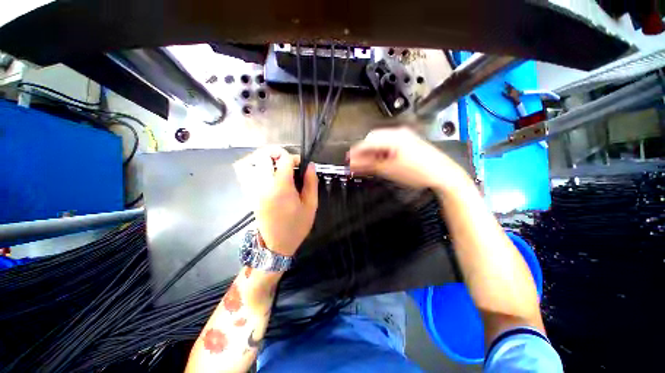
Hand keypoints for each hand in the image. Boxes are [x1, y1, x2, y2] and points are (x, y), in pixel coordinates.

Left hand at [235, 147, 317, 255]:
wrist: (276, 245)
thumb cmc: (297, 226)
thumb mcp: (311, 205)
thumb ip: (311, 183)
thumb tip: (310, 165)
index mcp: (281, 188)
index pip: (284, 160)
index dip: (294, 158)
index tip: (301, 165)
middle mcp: (263, 185)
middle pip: (263, 156)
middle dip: (277, 153)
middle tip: (287, 161)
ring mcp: (253, 189)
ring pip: (248, 162)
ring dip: (262, 158)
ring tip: (274, 163)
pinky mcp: (248, 194)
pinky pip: (244, 173)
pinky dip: (253, 166)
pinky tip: (265, 172)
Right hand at [348, 127, 468, 191]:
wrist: (442, 174)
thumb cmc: (417, 172)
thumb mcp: (389, 170)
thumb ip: (368, 165)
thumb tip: (353, 164)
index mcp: (393, 137)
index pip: (367, 142)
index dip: (356, 152)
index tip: (348, 160)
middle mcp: (398, 133)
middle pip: (372, 139)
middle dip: (363, 151)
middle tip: (356, 163)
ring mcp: (403, 136)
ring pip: (380, 141)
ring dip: (371, 152)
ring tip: (365, 164)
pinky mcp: (407, 142)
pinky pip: (388, 144)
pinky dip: (380, 152)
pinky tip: (377, 160)